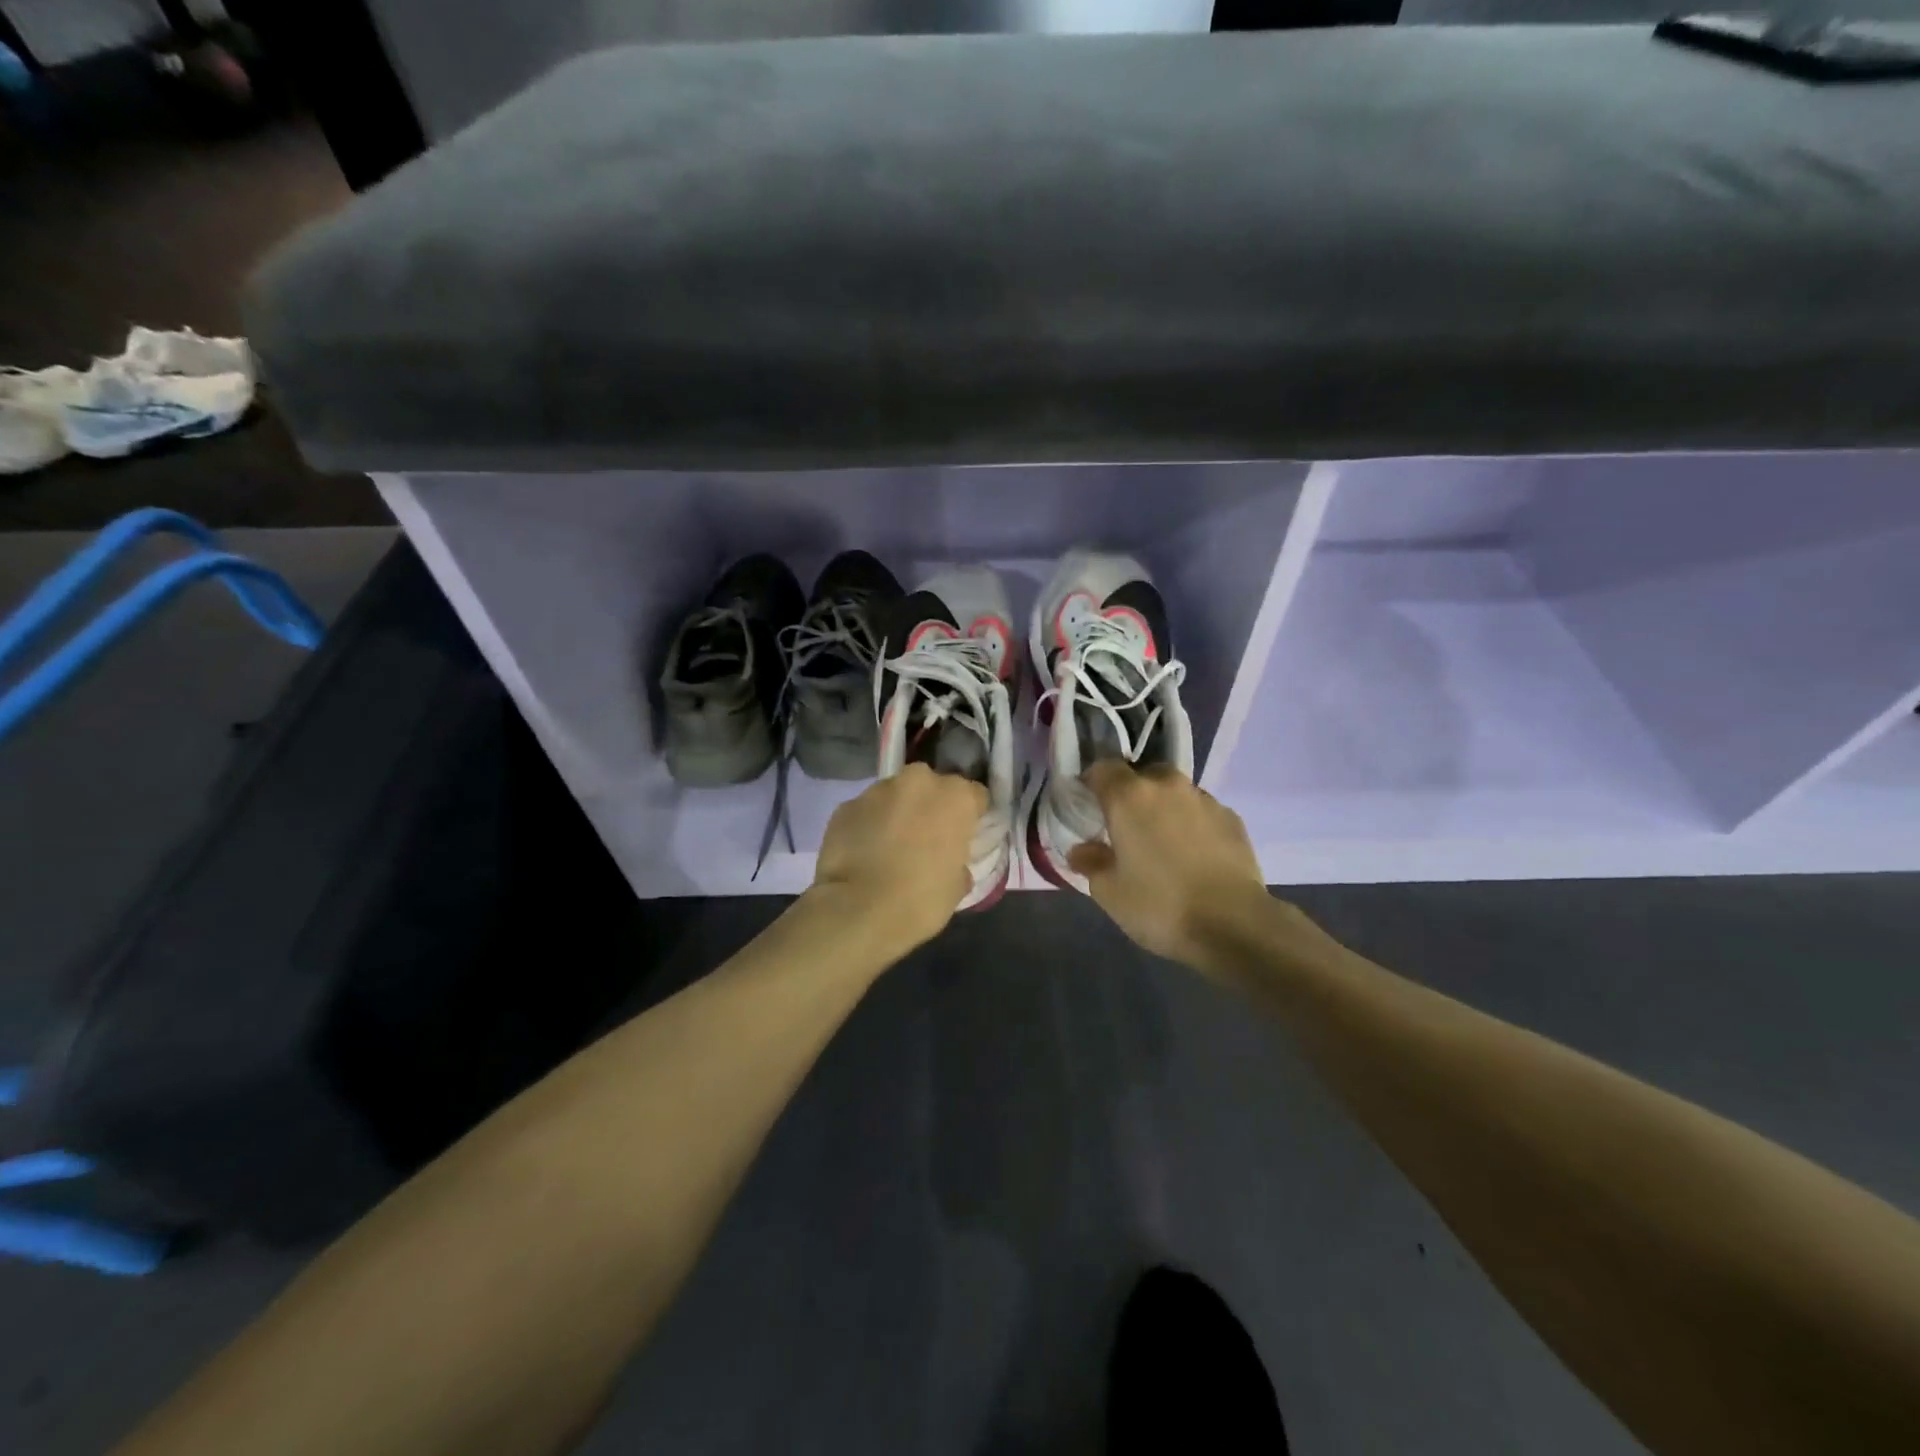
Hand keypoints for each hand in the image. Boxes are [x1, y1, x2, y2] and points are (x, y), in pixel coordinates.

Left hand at [809, 764, 987, 953]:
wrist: (858, 911)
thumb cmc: (921, 900)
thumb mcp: (957, 886)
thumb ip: (958, 862)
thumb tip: (951, 864)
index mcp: (956, 797)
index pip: (975, 795)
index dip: (971, 816)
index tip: (964, 836)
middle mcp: (919, 782)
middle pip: (932, 787)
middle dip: (930, 807)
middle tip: (925, 839)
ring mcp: (878, 790)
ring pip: (895, 795)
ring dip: (897, 813)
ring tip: (889, 847)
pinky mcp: (846, 805)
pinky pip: (865, 812)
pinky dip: (867, 826)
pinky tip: (863, 853)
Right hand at [1068, 762, 1273, 969]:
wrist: (1234, 924)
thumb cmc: (1160, 905)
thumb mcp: (1109, 892)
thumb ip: (1091, 862)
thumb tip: (1082, 849)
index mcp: (1129, 797)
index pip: (1102, 768)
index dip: (1092, 784)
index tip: (1088, 807)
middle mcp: (1167, 786)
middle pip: (1142, 775)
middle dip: (1132, 794)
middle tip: (1126, 827)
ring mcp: (1204, 799)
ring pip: (1175, 792)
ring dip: (1164, 808)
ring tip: (1163, 843)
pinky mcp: (1232, 818)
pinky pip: (1201, 812)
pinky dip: (1192, 824)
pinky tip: (1193, 856)